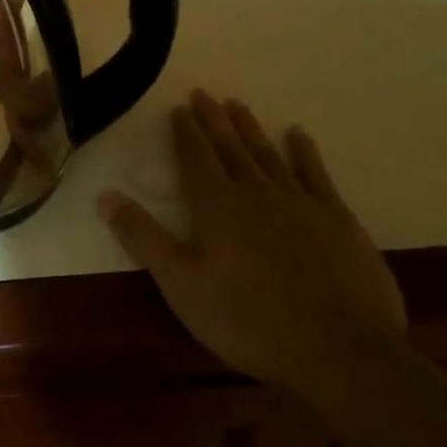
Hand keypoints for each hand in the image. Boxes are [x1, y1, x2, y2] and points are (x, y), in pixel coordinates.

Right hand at [99, 91, 407, 399]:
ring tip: (238, 105)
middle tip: (204, 94)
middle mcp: (256, 192)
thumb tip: (104, 195)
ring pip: (268, 154)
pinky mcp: (338, 220)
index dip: (185, 132)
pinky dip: (305, 152)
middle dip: (214, 120)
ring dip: (250, 129)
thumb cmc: (249, 320)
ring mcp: (300, 203)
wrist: (341, 352)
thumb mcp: (181, 285)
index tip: (178, 108)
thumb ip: (143, 238)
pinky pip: (316, 174)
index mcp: (216, 205)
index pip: (195, 157)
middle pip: (230, 147)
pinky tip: (297, 135)